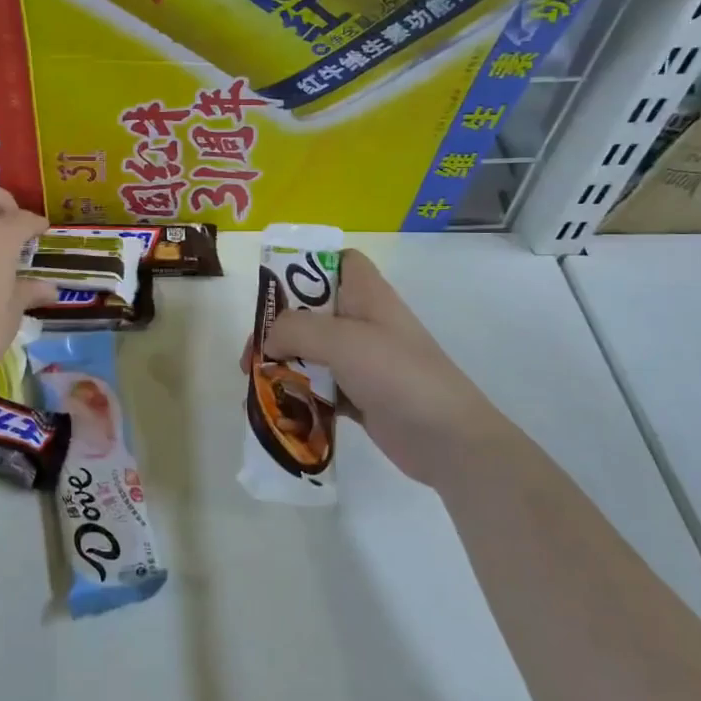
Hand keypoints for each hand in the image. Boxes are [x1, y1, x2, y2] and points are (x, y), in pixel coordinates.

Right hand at [253, 248, 505, 490]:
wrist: (448, 440)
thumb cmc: (397, 374)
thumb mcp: (343, 340)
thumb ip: (296, 330)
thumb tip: (269, 340)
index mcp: (367, 295)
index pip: (340, 260)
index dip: (308, 265)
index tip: (274, 288)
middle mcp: (364, 322)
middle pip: (313, 310)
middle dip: (278, 327)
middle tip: (252, 353)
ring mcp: (363, 361)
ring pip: (313, 351)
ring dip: (283, 364)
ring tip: (255, 383)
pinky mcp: (360, 395)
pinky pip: (320, 386)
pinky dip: (299, 394)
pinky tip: (275, 408)